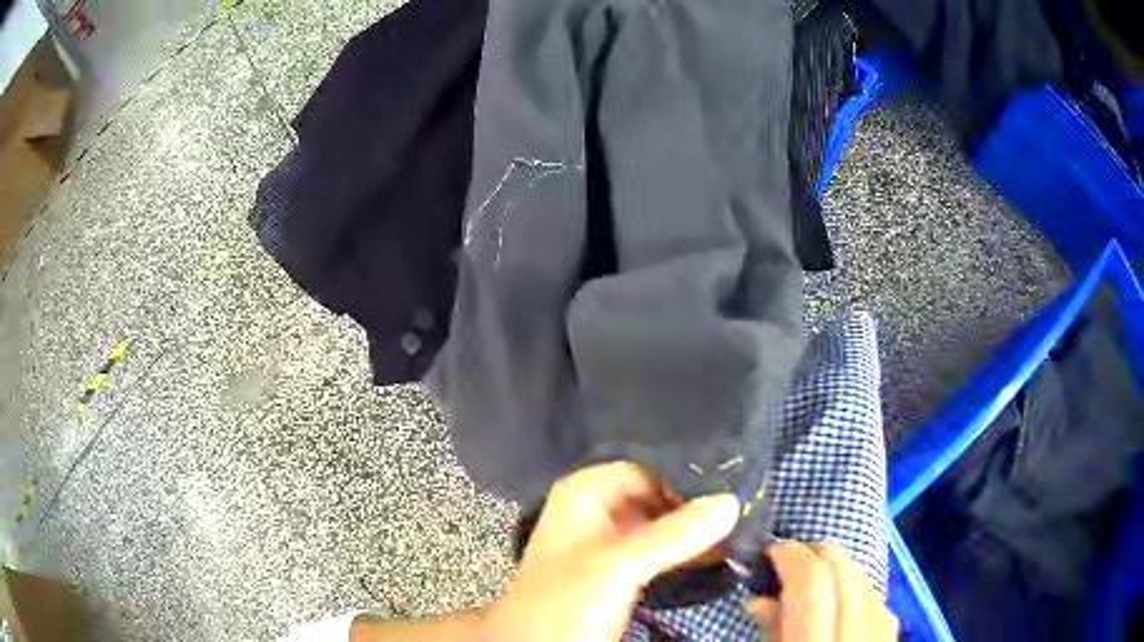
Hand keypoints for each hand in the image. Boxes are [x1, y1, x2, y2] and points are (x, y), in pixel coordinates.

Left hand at [486, 461, 741, 640]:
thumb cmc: (565, 603)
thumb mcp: (618, 566)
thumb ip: (673, 535)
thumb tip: (732, 501)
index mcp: (585, 494)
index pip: (648, 469)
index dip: (688, 476)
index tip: (736, 485)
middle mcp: (598, 511)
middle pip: (657, 496)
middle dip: (698, 505)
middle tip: (748, 508)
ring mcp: (609, 543)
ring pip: (662, 525)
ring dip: (697, 531)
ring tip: (744, 530)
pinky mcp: (620, 573)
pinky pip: (660, 552)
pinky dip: (686, 553)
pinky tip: (720, 555)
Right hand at [746, 542, 897, 641]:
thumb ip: (771, 631)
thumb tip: (759, 597)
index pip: (813, 583)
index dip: (791, 556)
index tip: (771, 550)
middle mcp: (856, 633)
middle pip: (846, 571)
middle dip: (817, 554)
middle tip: (790, 561)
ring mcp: (882, 633)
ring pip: (867, 580)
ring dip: (840, 569)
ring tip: (815, 579)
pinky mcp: (895, 635)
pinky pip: (881, 599)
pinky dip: (859, 589)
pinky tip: (843, 599)